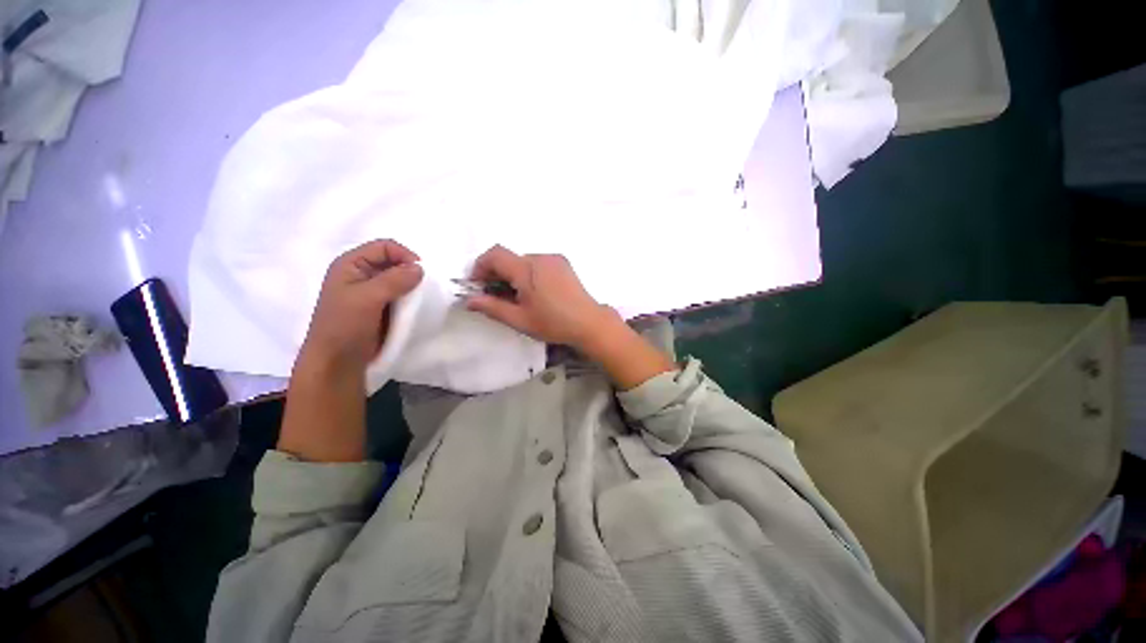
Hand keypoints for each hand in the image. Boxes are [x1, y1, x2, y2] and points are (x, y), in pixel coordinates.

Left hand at [300, 239, 423, 368]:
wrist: (333, 368)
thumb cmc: (344, 327)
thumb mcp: (368, 298)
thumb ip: (395, 279)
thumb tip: (420, 268)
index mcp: (349, 264)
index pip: (383, 247)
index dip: (403, 255)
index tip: (422, 273)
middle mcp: (356, 276)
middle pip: (389, 264)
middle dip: (406, 274)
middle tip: (422, 290)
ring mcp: (363, 297)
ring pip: (393, 284)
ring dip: (406, 292)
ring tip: (418, 304)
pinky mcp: (371, 315)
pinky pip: (392, 302)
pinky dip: (403, 306)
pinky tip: (410, 315)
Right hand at [464, 245, 617, 350]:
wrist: (589, 323)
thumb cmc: (553, 323)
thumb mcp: (519, 319)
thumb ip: (492, 307)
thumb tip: (470, 300)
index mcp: (526, 269)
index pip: (494, 255)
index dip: (480, 266)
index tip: (477, 285)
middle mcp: (538, 257)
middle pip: (508, 258)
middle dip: (495, 273)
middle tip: (492, 296)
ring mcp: (552, 258)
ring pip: (522, 260)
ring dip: (511, 274)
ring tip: (514, 298)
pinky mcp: (562, 263)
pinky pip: (536, 262)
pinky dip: (526, 273)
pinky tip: (532, 294)